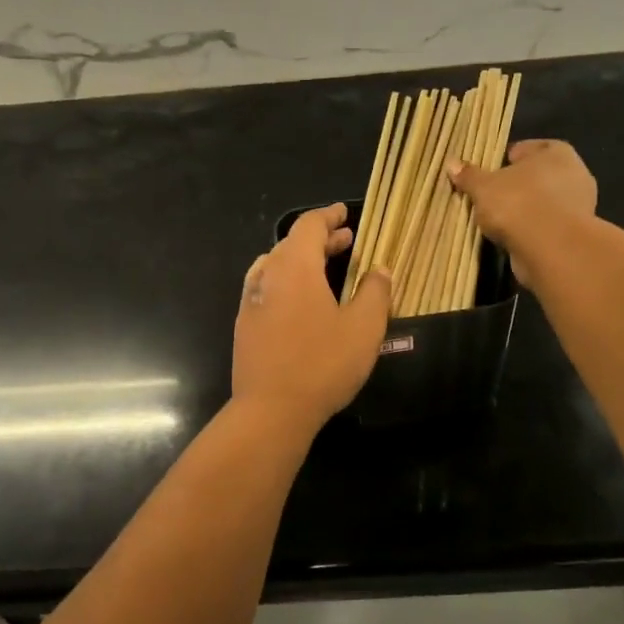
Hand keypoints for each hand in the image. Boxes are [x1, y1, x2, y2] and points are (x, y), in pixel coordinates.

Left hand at [233, 203, 392, 431]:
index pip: (309, 225)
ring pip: (276, 266)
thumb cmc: (323, 364)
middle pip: (292, 244)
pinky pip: (266, 288)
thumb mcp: (363, 328)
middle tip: (346, 241)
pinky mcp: (244, 325)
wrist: (271, 410)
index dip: (328, 216)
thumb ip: (374, 292)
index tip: (344, 213)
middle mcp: (267, 275)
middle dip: (320, 239)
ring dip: (302, 261)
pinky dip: (287, 282)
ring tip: (326, 268)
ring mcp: (251, 301)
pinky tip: (300, 302)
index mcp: (295, 267)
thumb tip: (379, 269)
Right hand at [449, 139, 597, 281]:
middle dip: (516, 185)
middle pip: (536, 176)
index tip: (488, 174)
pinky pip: (547, 224)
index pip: (526, 149)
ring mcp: (579, 205)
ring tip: (499, 220)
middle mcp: (574, 173)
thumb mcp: (483, 187)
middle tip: (491, 197)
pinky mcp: (576, 232)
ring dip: (525, 209)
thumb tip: (452, 163)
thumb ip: (469, 175)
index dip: (505, 160)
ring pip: (543, 201)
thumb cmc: (518, 203)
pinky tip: (514, 237)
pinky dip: (533, 229)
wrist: (551, 248)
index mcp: (556, 152)